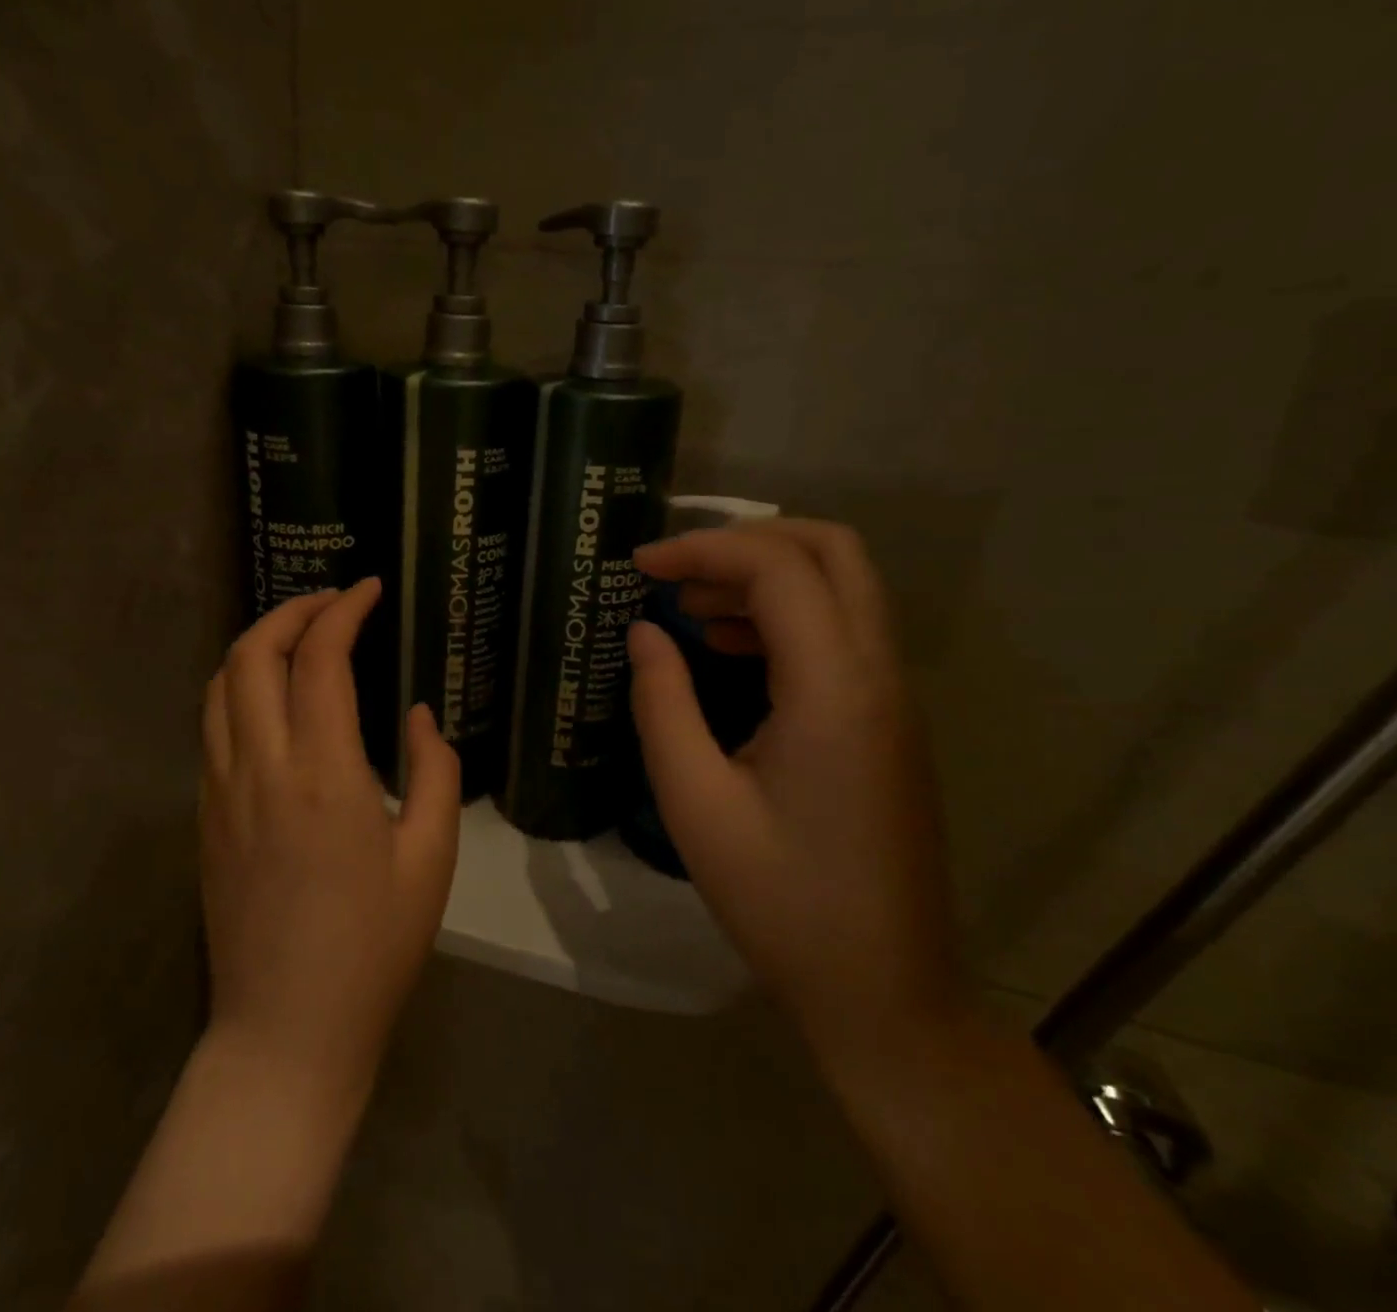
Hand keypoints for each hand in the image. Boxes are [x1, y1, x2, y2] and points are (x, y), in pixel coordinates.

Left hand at [200, 580, 460, 1106]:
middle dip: (292, 609)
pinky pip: (213, 725)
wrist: (286, 1031)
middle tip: (334, 602)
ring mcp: (220, 789)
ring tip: (301, 637)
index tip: (371, 589)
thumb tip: (419, 715)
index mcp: (324, 773)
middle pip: (252, 651)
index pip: (321, 657)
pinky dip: (241, 686)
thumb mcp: (430, 858)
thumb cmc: (373, 949)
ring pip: (221, 683)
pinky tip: (275, 699)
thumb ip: (434, 772)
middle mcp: (260, 766)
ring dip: (258, 642)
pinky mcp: (204, 814)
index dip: (344, 610)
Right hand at [628, 520, 965, 1051]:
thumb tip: (644, 632)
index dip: (703, 549)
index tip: (639, 567)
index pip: (778, 569)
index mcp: (834, 690)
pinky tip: (729, 649)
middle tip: (676, 571)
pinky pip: (842, 632)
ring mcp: (893, 698)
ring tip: (690, 607)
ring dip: (765, 576)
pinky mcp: (888, 721)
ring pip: (842, 586)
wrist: (884, 992)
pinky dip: (785, 615)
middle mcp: (878, 676)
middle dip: (746, 541)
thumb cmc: (781, 901)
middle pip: (832, 550)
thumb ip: (662, 702)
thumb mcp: (695, 801)